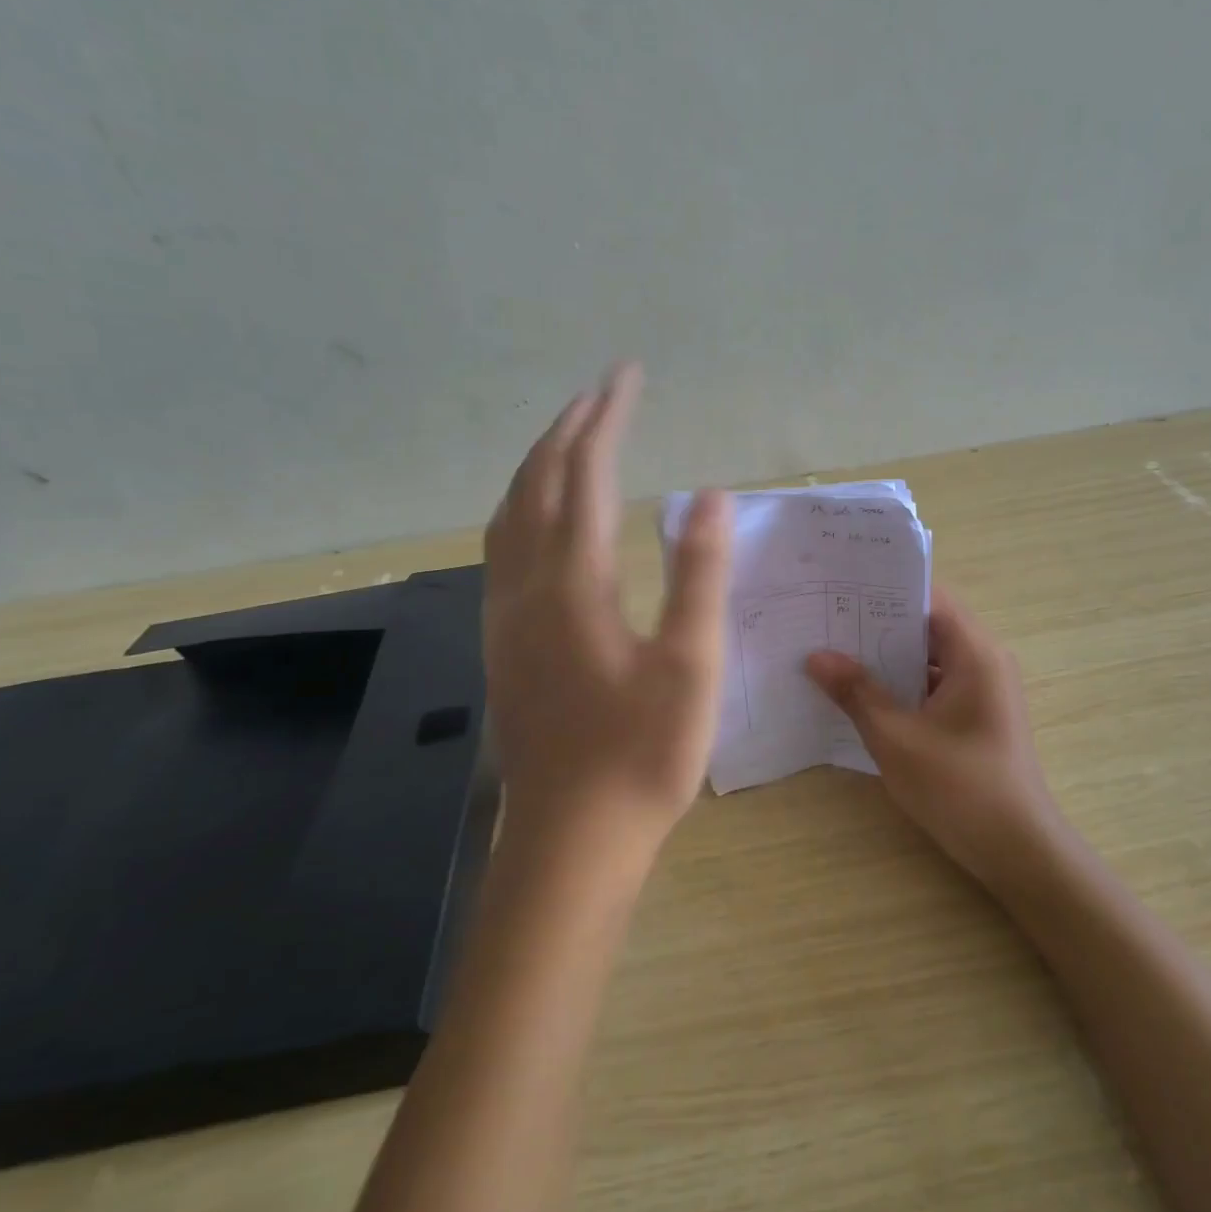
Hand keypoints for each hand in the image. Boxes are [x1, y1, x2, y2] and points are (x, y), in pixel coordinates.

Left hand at [483, 363, 730, 868]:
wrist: (571, 836)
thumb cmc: (643, 754)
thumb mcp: (691, 665)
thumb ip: (699, 575)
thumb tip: (708, 496)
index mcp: (574, 582)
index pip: (586, 474)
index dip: (607, 418)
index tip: (626, 375)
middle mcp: (527, 585)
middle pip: (537, 483)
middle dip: (568, 429)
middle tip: (602, 393)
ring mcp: (505, 614)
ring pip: (509, 514)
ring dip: (538, 465)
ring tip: (569, 439)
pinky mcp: (503, 642)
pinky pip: (502, 548)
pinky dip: (522, 507)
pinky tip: (538, 519)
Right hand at [805, 587, 1059, 890]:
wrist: (1018, 850)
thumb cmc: (959, 787)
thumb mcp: (896, 738)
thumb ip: (856, 692)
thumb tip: (816, 656)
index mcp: (975, 653)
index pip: (929, 598)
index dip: (885, 589)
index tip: (840, 589)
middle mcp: (985, 661)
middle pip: (927, 626)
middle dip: (878, 624)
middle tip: (826, 620)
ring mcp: (984, 690)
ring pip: (930, 658)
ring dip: (888, 657)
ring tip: (835, 653)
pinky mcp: (978, 715)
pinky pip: (936, 684)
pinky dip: (904, 684)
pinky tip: (864, 694)